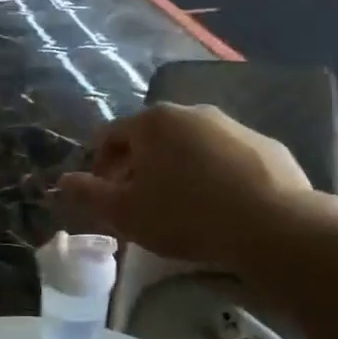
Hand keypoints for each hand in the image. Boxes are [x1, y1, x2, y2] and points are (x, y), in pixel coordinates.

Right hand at [57, 104, 315, 271]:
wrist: (273, 226)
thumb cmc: (185, 215)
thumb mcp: (125, 213)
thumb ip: (88, 194)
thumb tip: (64, 181)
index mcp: (152, 122)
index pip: (110, 136)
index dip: (99, 167)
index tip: (103, 196)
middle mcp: (191, 112)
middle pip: (151, 138)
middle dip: (137, 168)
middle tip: (138, 204)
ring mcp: (233, 126)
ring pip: (190, 146)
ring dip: (176, 170)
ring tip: (179, 207)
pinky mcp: (266, 146)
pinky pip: (225, 157)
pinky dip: (213, 174)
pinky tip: (219, 206)